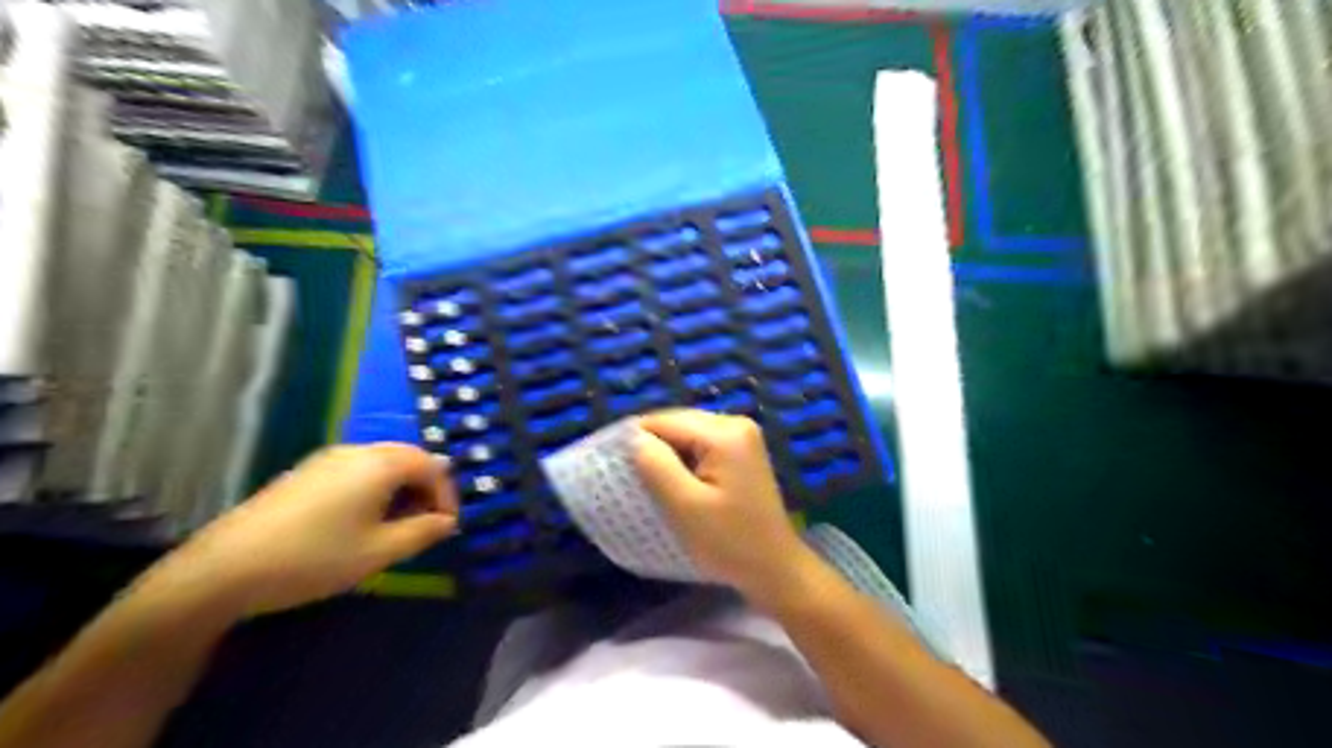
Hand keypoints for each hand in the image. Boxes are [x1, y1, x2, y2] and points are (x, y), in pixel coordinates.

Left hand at [145, 443, 456, 612]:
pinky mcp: (305, 473)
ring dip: (401, 490)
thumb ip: (423, 533)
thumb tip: (447, 522)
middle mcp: (357, 451)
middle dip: (425, 490)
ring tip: (397, 527)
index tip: (446, 527)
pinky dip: (375, 490)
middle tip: (426, 526)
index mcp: (380, 464)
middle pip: (409, 459)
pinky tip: (361, 523)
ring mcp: (327, 460)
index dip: (447, 495)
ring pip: (382, 465)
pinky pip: (357, 471)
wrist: (224, 569)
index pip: (433, 466)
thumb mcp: (379, 552)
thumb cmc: (314, 558)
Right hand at [634, 410, 811, 602]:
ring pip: (687, 434)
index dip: (636, 439)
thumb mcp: (684, 505)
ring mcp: (742, 436)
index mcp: (724, 432)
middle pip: (678, 423)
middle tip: (629, 476)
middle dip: (653, 446)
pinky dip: (684, 460)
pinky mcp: (742, 452)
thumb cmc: (728, 542)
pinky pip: (701, 445)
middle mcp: (735, 423)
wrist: (774, 568)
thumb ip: (656, 465)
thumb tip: (634, 438)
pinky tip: (675, 483)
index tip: (613, 464)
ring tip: (648, 481)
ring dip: (667, 454)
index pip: (665, 421)